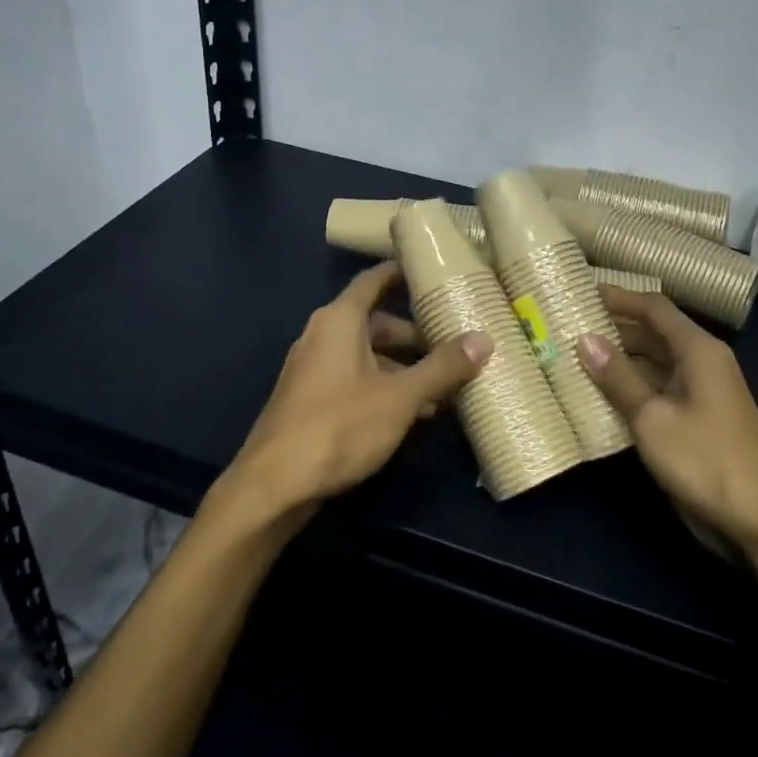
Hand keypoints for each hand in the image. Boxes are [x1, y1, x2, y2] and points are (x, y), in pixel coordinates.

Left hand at [217, 261, 491, 526]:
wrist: (273, 485)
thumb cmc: (339, 427)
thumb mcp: (400, 397)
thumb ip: (442, 368)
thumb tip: (484, 339)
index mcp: (339, 320)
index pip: (374, 280)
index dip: (402, 272)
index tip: (433, 270)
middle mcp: (322, 335)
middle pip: (376, 322)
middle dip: (415, 335)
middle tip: (454, 344)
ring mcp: (313, 368)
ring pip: (367, 356)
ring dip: (403, 368)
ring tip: (444, 387)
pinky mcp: (310, 399)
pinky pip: (354, 379)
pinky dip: (383, 387)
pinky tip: (413, 413)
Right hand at [578, 288, 757, 561]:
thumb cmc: (706, 460)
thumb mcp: (653, 417)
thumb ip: (618, 377)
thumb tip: (584, 339)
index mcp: (698, 350)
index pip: (653, 307)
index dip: (618, 297)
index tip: (580, 292)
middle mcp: (701, 363)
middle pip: (653, 333)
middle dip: (613, 329)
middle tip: (567, 327)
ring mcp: (700, 393)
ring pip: (653, 364)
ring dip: (618, 361)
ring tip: (573, 358)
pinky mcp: (696, 421)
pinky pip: (658, 391)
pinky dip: (630, 389)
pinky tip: (598, 396)